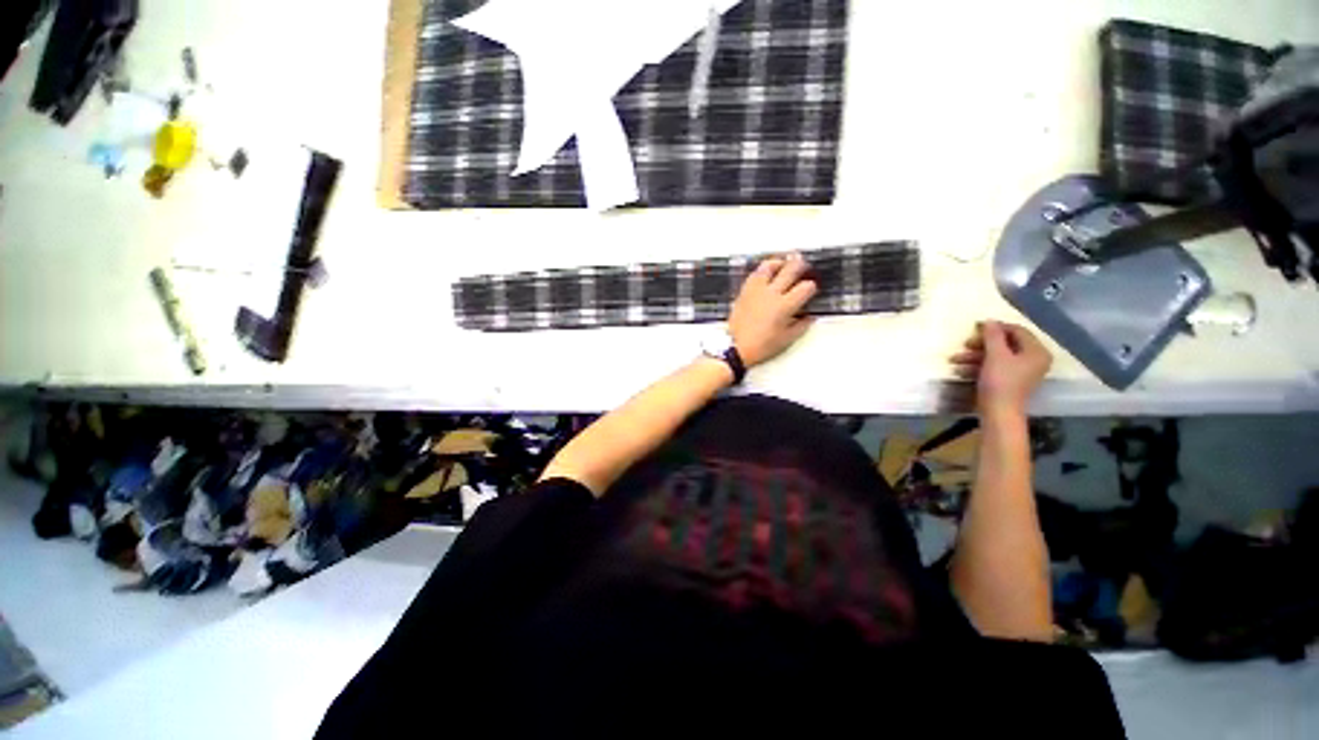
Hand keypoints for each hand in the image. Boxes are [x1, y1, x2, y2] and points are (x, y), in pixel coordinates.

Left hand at [728, 254, 817, 367]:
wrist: (735, 346)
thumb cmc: (762, 346)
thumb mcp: (786, 340)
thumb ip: (801, 326)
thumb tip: (810, 316)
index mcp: (784, 306)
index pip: (805, 288)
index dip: (812, 287)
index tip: (811, 290)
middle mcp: (771, 293)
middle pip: (790, 270)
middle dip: (801, 266)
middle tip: (804, 266)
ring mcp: (756, 290)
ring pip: (769, 266)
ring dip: (779, 262)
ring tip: (784, 263)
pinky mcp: (744, 291)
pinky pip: (754, 274)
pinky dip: (763, 270)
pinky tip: (766, 273)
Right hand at [950, 321, 1051, 416]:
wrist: (999, 413)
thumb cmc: (1000, 382)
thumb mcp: (995, 355)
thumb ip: (993, 336)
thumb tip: (989, 320)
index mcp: (1036, 352)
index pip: (1017, 331)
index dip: (996, 327)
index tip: (975, 328)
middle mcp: (1033, 360)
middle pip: (1006, 344)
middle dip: (981, 345)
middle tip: (964, 345)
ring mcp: (1022, 371)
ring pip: (996, 356)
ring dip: (974, 357)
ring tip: (955, 360)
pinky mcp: (1010, 381)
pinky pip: (994, 367)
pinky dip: (978, 367)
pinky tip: (960, 371)